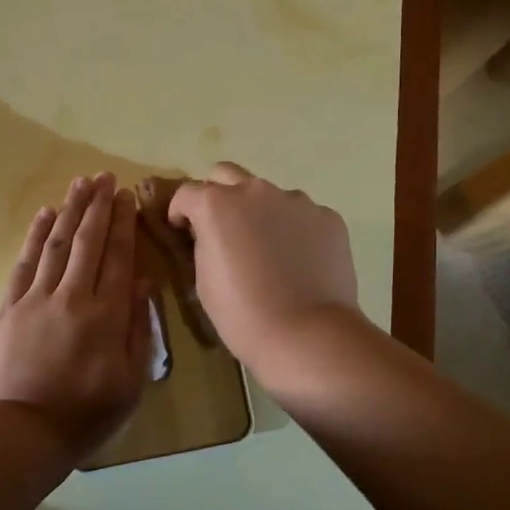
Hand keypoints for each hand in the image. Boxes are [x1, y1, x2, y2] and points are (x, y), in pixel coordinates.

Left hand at [0, 172, 153, 454]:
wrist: (22, 433)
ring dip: (70, 210)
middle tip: (105, 176)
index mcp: (106, 314)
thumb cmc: (86, 413)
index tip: (127, 196)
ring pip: (57, 243)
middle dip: (98, 206)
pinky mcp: (8, 307)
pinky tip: (45, 215)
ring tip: (80, 183)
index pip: (118, 257)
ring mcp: (36, 298)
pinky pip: (24, 262)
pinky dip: (36, 236)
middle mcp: (72, 296)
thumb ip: (139, 328)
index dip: (124, 224)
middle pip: (88, 241)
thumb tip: (144, 282)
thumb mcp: (130, 380)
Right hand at [167, 162, 364, 382]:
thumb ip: (204, 244)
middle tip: (223, 228)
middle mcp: (255, 191)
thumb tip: (212, 235)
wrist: (307, 335)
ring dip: (261, 213)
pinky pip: (303, 216)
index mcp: (217, 205)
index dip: (181, 212)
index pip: (187, 193)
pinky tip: (300, 262)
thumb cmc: (242, 315)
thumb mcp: (204, 280)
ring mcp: (297, 201)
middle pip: (227, 175)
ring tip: (270, 251)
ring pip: (270, 195)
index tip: (182, 231)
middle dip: (218, 195)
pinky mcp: (328, 217)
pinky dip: (296, 230)